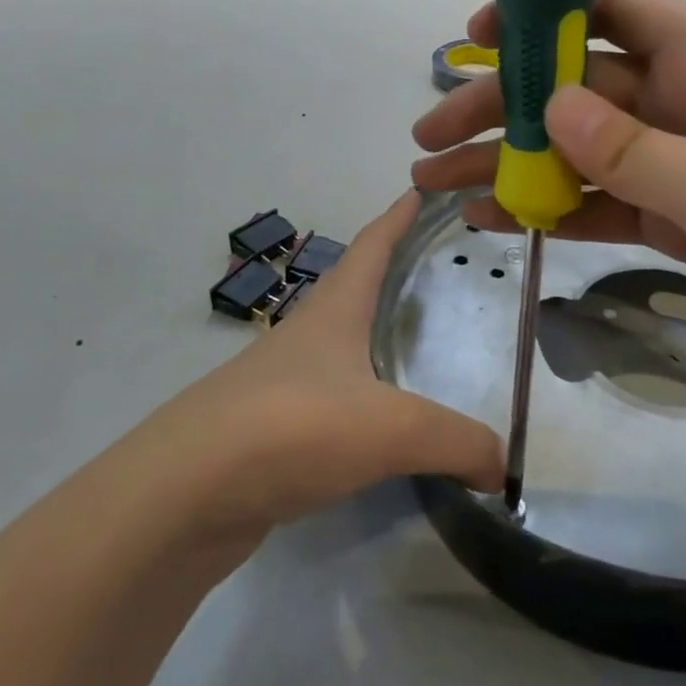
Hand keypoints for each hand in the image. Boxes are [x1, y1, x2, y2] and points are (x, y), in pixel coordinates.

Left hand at [153, 192, 503, 541]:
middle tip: (437, 274)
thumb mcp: (392, 428)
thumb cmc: (293, 427)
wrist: (182, 497)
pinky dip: (360, 402)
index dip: (398, 216)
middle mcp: (306, 338)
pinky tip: (379, 427)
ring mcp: (281, 385)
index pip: (372, 245)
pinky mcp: (268, 433)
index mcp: (334, 311)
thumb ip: (458, 442)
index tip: (420, 189)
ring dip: (372, 340)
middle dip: (391, 274)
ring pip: (340, 349)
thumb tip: (503, 469)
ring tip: (416, 346)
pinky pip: (328, 404)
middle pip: (353, 291)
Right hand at [410, 0, 685, 374]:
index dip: (538, 14)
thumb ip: (634, 150)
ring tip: (439, 185)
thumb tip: (550, 106)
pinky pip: (607, 199)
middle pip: (575, 89)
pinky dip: (557, 207)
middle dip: (500, 110)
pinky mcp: (683, 210)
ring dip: (513, 164)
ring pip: (581, 149)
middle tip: (427, 137)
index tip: (475, 38)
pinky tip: (500, 218)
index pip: (609, 9)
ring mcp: (683, 157)